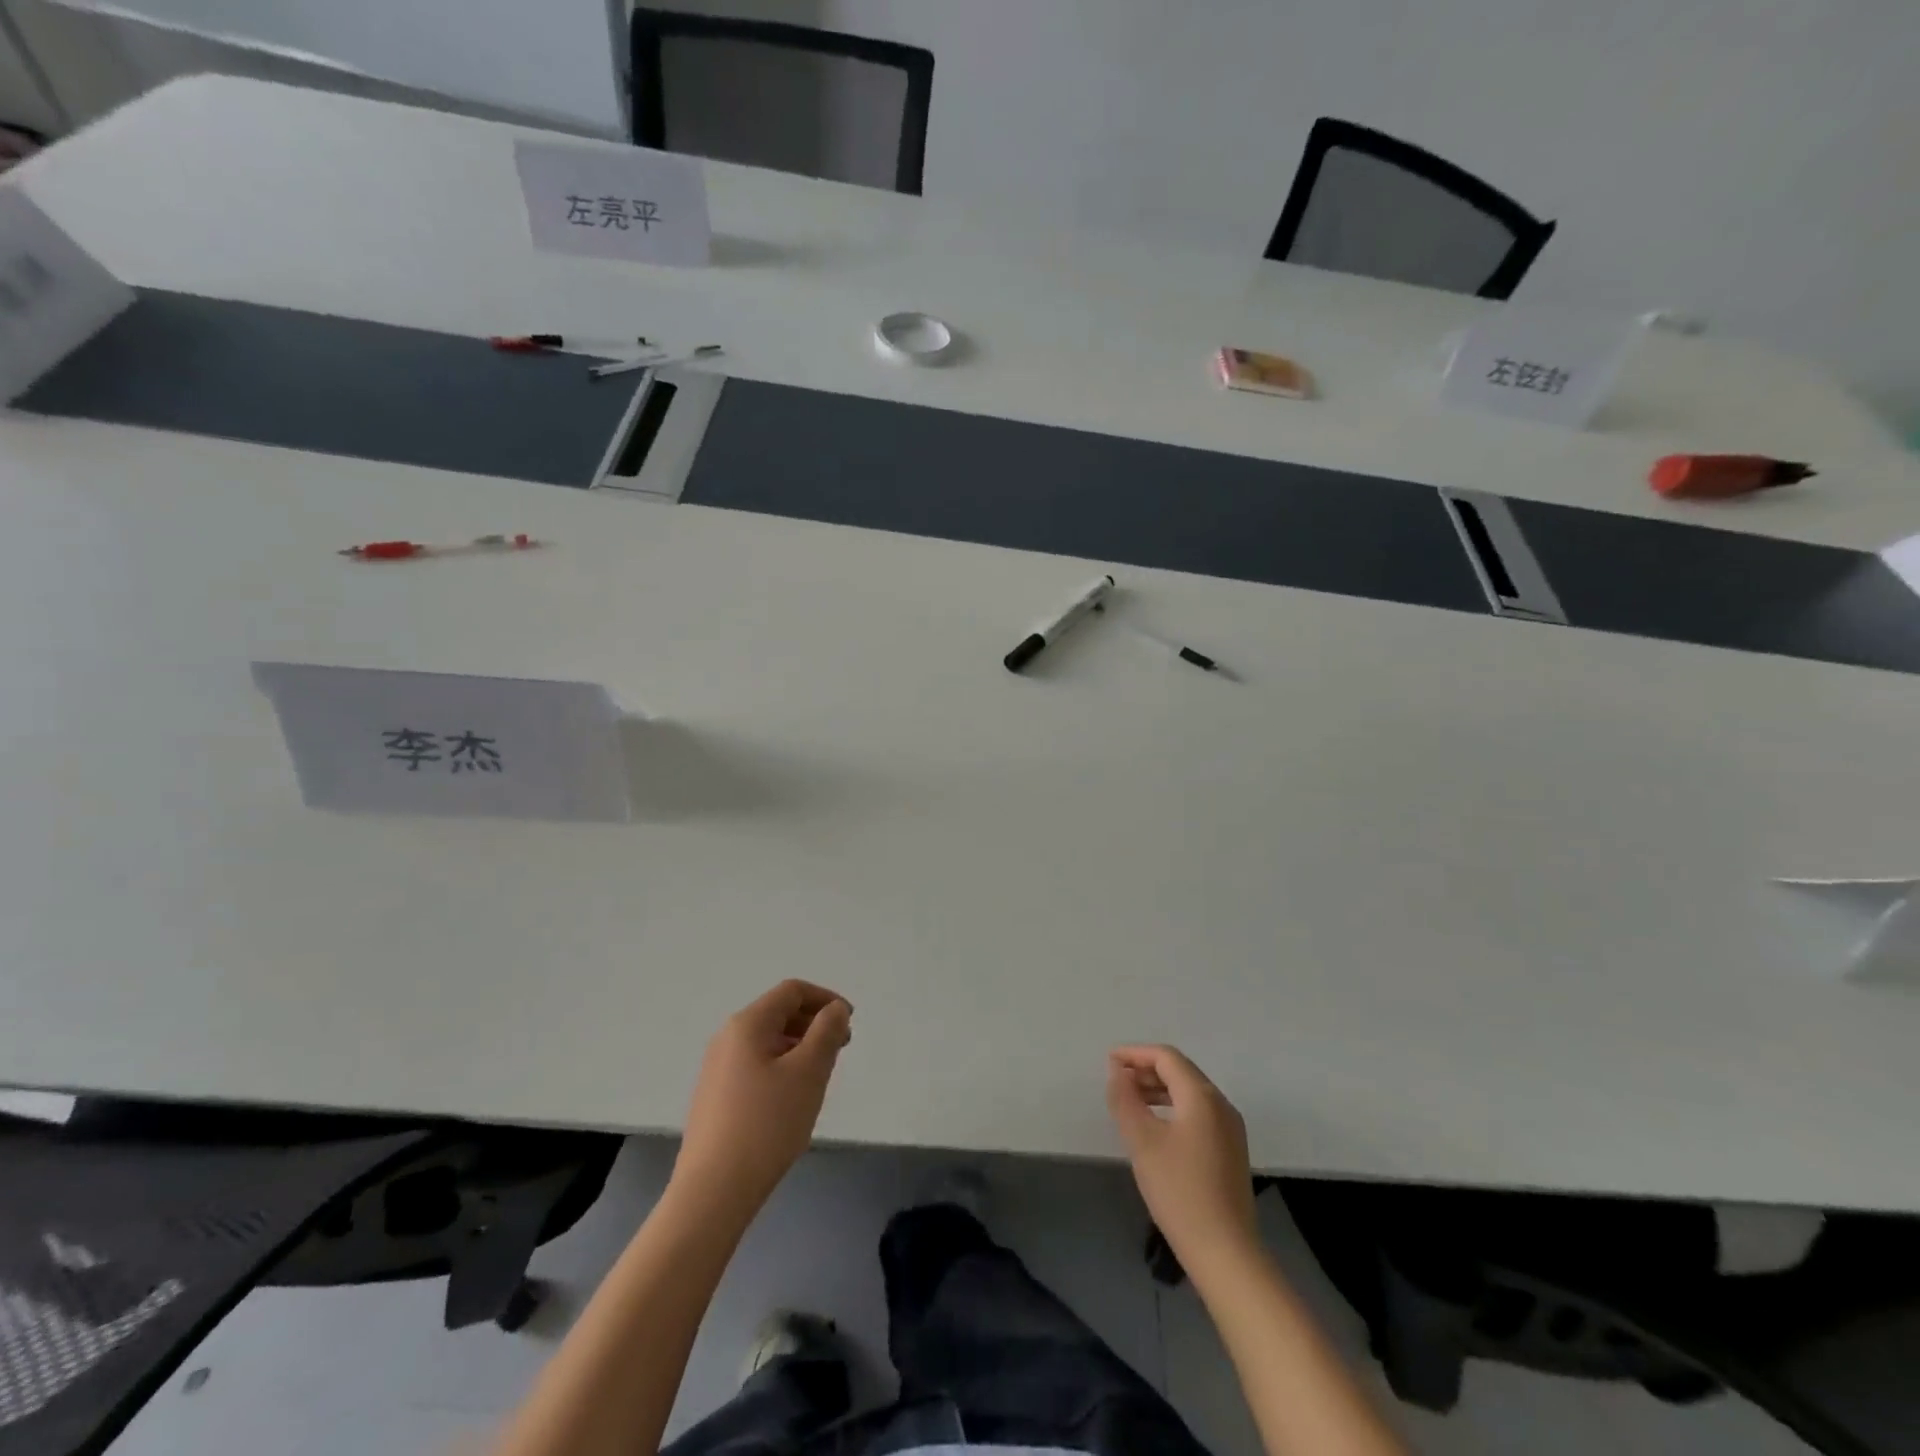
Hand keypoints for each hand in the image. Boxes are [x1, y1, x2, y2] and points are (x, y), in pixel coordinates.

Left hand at [672, 980, 852, 1217]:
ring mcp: (717, 1069)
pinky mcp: (715, 1097)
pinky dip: (782, 1068)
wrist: (712, 1193)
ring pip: (768, 1042)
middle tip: (840, 1051)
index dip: (826, 999)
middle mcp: (727, 1038)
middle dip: (814, 1024)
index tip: (850, 1023)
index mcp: (747, 1024)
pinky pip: (756, 1066)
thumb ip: (827, 1032)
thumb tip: (835, 1009)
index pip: (792, 991)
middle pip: (779, 1013)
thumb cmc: (766, 1125)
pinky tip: (792, 1101)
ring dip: (800, 1048)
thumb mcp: (808, 1072)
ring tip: (820, 1078)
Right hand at [1107, 1045, 1257, 1273]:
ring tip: (1131, 1102)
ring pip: (1190, 1093)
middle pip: (1181, 1071)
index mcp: (1202, 1096)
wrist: (1225, 1252)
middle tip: (1117, 1081)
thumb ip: (1125, 1099)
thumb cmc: (1179, 1191)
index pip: (1167, 1057)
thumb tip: (1117, 1071)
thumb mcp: (1142, 1141)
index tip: (1109, 1061)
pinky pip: (1198, 1113)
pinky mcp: (1231, 1151)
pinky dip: (1173, 1108)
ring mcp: (1230, 1129)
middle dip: (1146, 1070)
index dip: (1135, 1054)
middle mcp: (1221, 1105)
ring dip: (1159, 1089)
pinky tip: (1156, 1127)